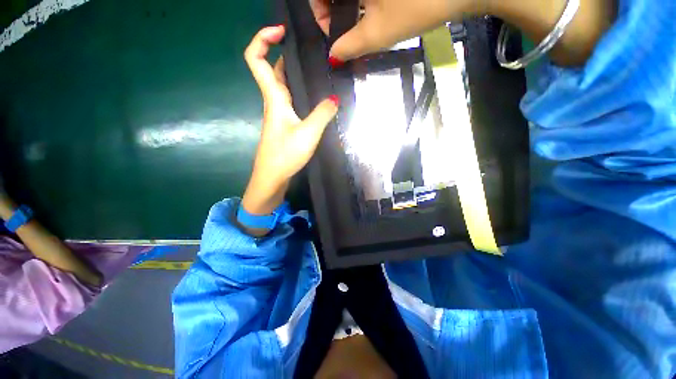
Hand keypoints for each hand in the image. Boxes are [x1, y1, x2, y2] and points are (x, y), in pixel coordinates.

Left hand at [242, 26, 338, 215]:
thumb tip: (335, 98)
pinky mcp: (284, 123)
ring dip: (294, 73)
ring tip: (317, 69)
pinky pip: (290, 100)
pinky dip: (300, 91)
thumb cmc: (285, 154)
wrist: (272, 177)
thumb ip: (323, 114)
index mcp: (274, 98)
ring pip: (283, 85)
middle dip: (285, 53)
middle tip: (309, 51)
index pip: (255, 59)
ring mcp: (278, 113)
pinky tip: (315, 96)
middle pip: (272, 69)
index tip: (281, 31)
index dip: (262, 39)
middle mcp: (273, 102)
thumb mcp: (308, 133)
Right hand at [310, 0, 476, 61]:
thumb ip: (350, 46)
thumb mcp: (378, 33)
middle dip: (335, 12)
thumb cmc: (417, 5)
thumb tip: (334, 55)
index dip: (320, 14)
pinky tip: (376, 10)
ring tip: (362, 25)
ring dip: (351, 7)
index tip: (333, 33)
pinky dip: (365, 1)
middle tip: (347, 33)